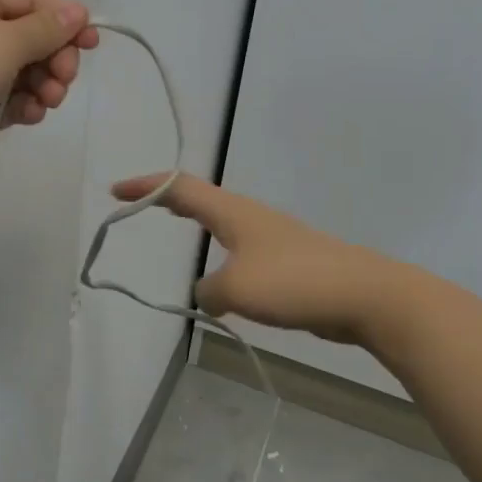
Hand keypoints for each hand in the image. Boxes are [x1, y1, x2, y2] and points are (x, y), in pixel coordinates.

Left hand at [0, 0, 99, 188]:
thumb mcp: (4, 40)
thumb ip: (46, 28)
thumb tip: (77, 11)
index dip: (64, 17)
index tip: (91, 43)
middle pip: (27, 34)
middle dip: (53, 57)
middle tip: (64, 79)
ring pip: (19, 69)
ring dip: (41, 84)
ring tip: (47, 102)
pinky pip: (4, 97)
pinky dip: (20, 105)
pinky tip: (29, 116)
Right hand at [111, 173, 410, 346]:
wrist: (366, 295)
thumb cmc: (294, 281)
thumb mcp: (236, 289)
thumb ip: (208, 291)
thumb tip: (207, 294)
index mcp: (233, 213)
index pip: (180, 188)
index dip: (145, 186)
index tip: (116, 191)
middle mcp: (250, 218)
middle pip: (200, 197)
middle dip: (166, 196)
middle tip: (139, 202)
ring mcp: (273, 238)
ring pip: (223, 223)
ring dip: (195, 220)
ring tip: (176, 224)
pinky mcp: (289, 263)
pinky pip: (241, 252)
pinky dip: (219, 254)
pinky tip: (223, 280)